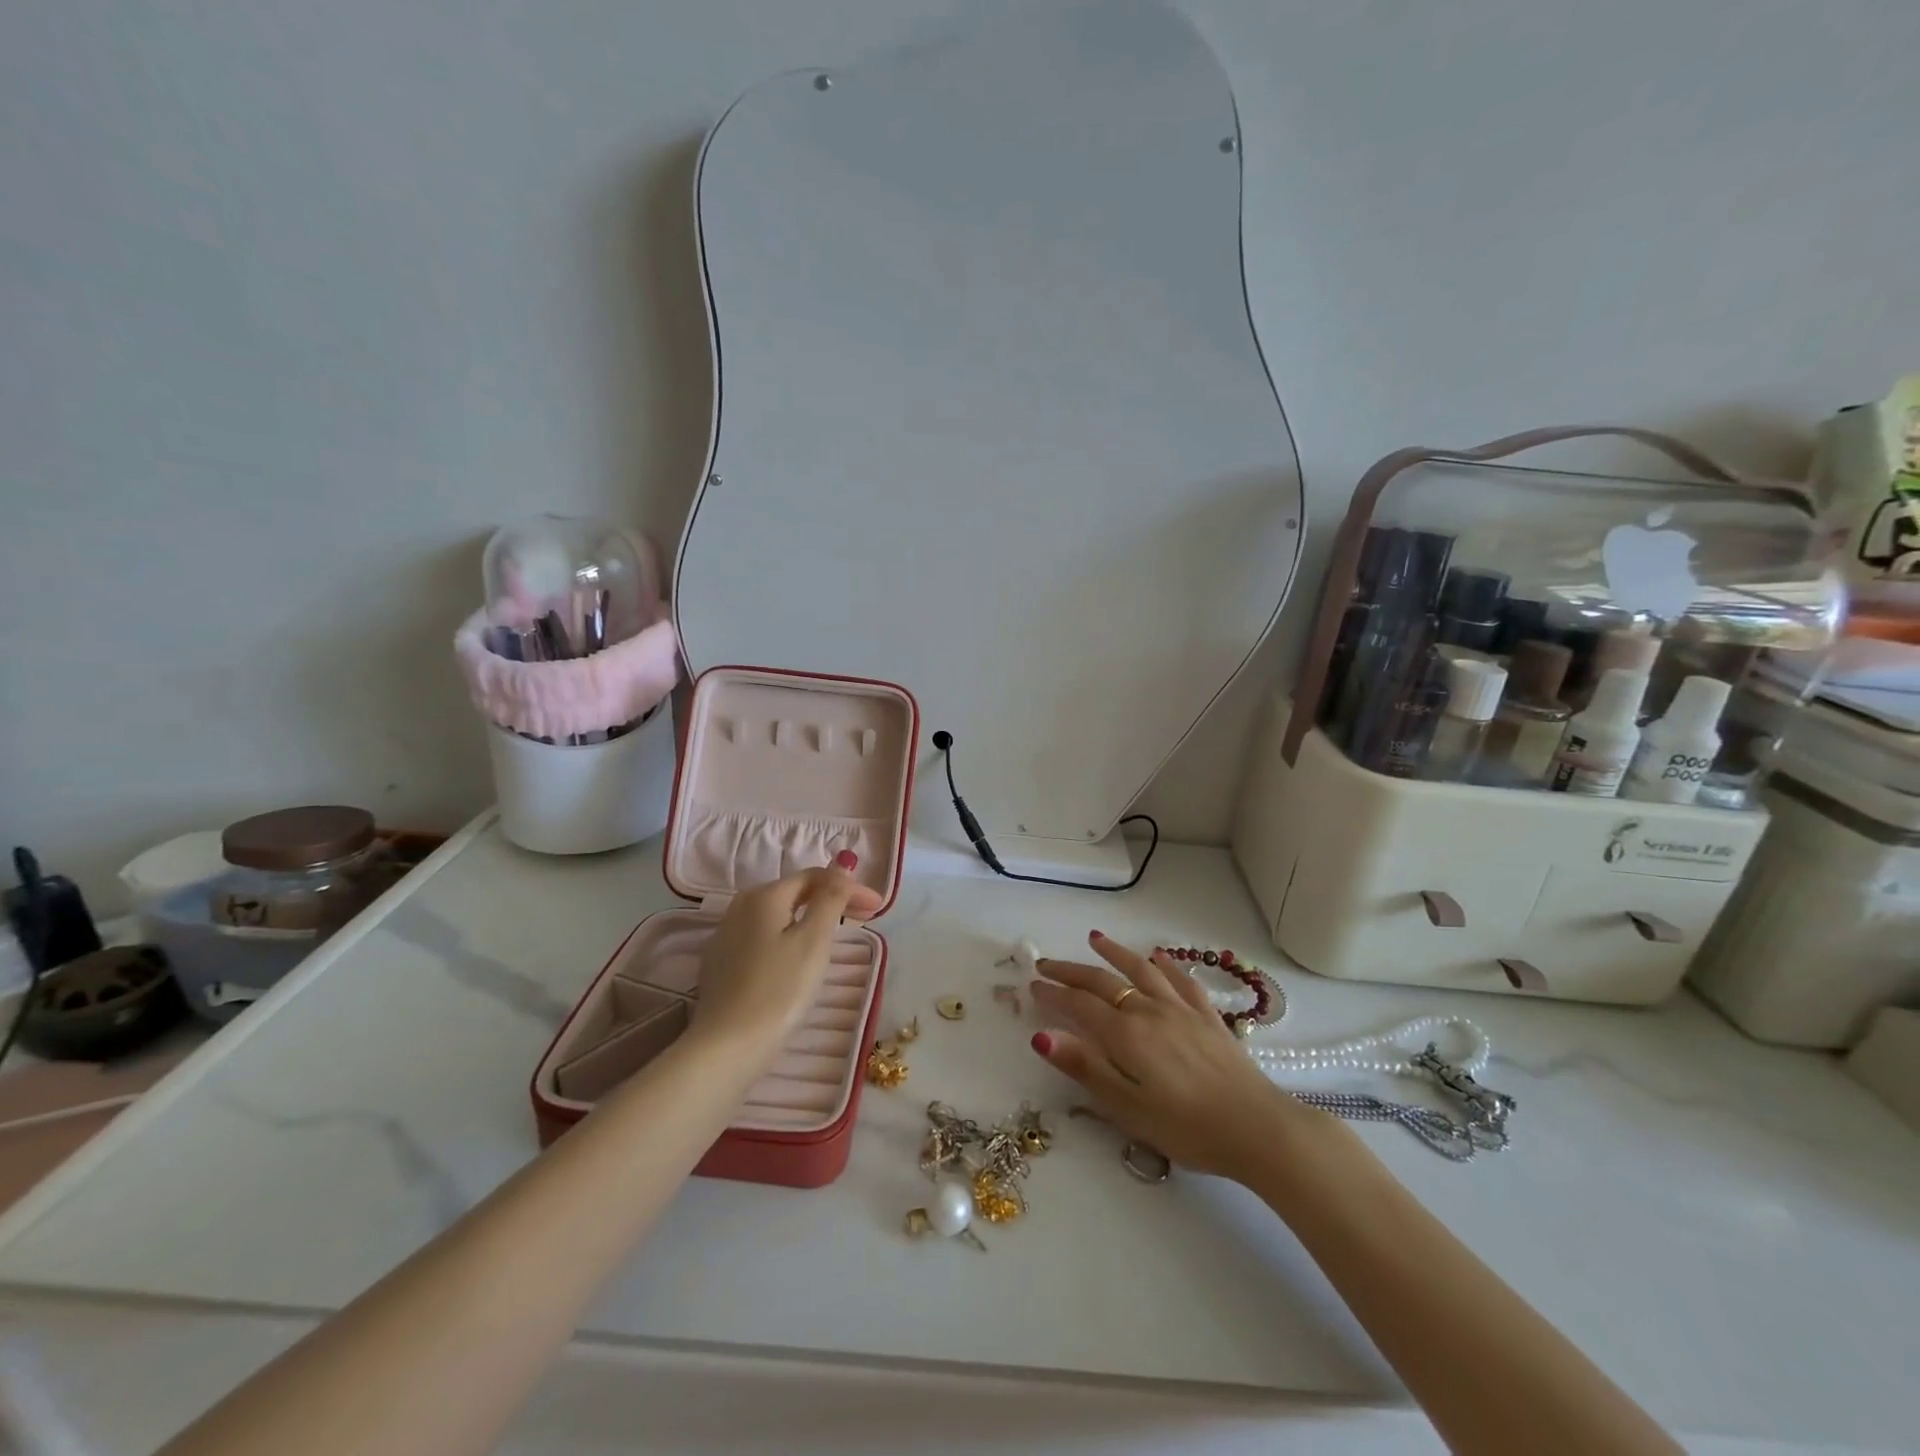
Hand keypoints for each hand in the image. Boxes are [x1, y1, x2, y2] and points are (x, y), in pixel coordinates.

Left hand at [691, 858, 884, 1059]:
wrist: (727, 1047)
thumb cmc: (779, 990)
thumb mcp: (814, 940)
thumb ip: (830, 898)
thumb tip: (842, 866)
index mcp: (764, 895)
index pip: (815, 877)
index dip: (849, 887)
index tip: (878, 908)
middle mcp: (740, 906)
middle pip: (795, 893)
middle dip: (831, 900)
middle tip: (865, 920)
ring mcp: (726, 936)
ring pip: (778, 915)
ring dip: (810, 918)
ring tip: (836, 936)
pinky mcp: (720, 964)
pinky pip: (763, 937)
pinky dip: (788, 937)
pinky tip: (798, 957)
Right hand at [1029, 932, 1321, 1179]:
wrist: (1259, 1128)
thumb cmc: (1187, 1128)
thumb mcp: (1127, 1108)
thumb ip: (1085, 1068)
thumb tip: (1041, 1036)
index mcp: (1126, 1035)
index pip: (1079, 1005)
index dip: (1053, 994)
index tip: (1032, 985)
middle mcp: (1149, 1011)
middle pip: (1103, 982)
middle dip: (1071, 971)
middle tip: (1047, 964)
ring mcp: (1181, 1010)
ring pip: (1141, 971)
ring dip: (1115, 952)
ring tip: (1095, 938)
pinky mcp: (1208, 1017)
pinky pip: (1182, 980)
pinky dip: (1166, 964)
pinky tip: (1158, 956)